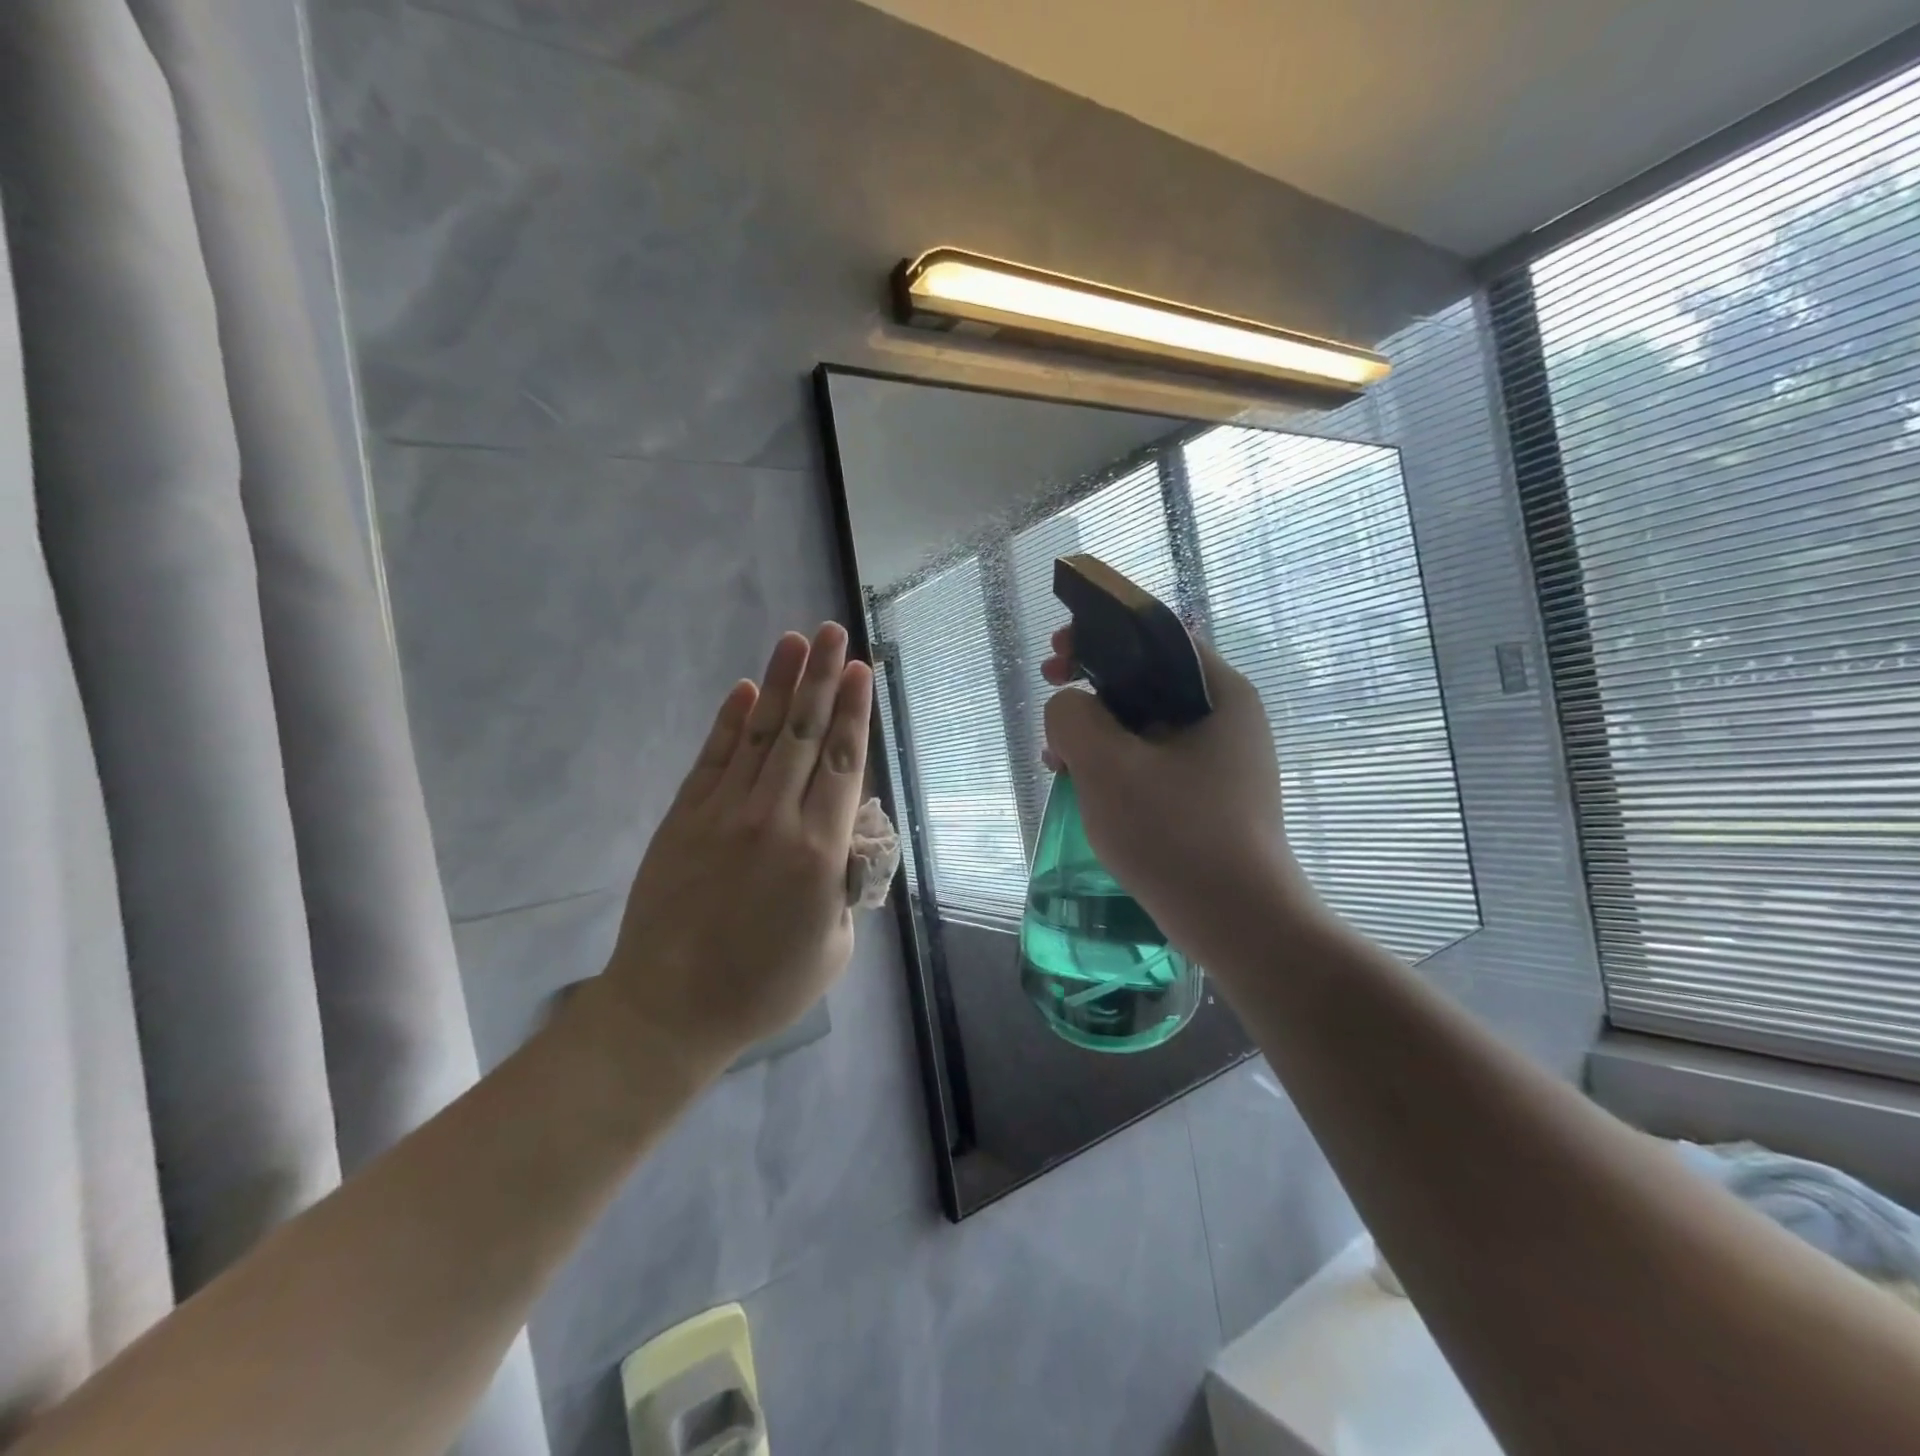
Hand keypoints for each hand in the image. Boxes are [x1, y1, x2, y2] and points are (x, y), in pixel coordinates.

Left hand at [597, 623, 873, 1078]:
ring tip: (795, 641)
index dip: (853, 712)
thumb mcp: (833, 945)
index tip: (859, 670)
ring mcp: (725, 813)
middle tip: (833, 631)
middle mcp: (776, 818)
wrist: (670, 1009)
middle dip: (822, 678)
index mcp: (820, 851)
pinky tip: (745, 689)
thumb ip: (846, 882)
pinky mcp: (685, 817)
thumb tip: (846, 836)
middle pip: (804, 734)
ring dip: (780, 684)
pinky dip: (729, 721)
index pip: (842, 763)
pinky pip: (713, 758)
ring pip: (759, 734)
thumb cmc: (764, 987)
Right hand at [1040, 626, 1311, 961]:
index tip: (1056, 655)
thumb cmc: (1175, 834)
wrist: (1239, 923)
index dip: (1099, 634)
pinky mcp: (1212, 797)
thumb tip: (1069, 708)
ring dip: (1098, 731)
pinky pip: (1155, 762)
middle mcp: (1229, 718)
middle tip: (1052, 698)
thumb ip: (1073, 716)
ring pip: (1147, 725)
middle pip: (1149, 679)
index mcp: (1219, 691)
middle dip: (1092, 688)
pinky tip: (1086, 788)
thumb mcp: (1106, 765)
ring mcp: (1223, 761)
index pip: (1155, 635)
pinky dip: (1117, 764)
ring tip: (1057, 758)